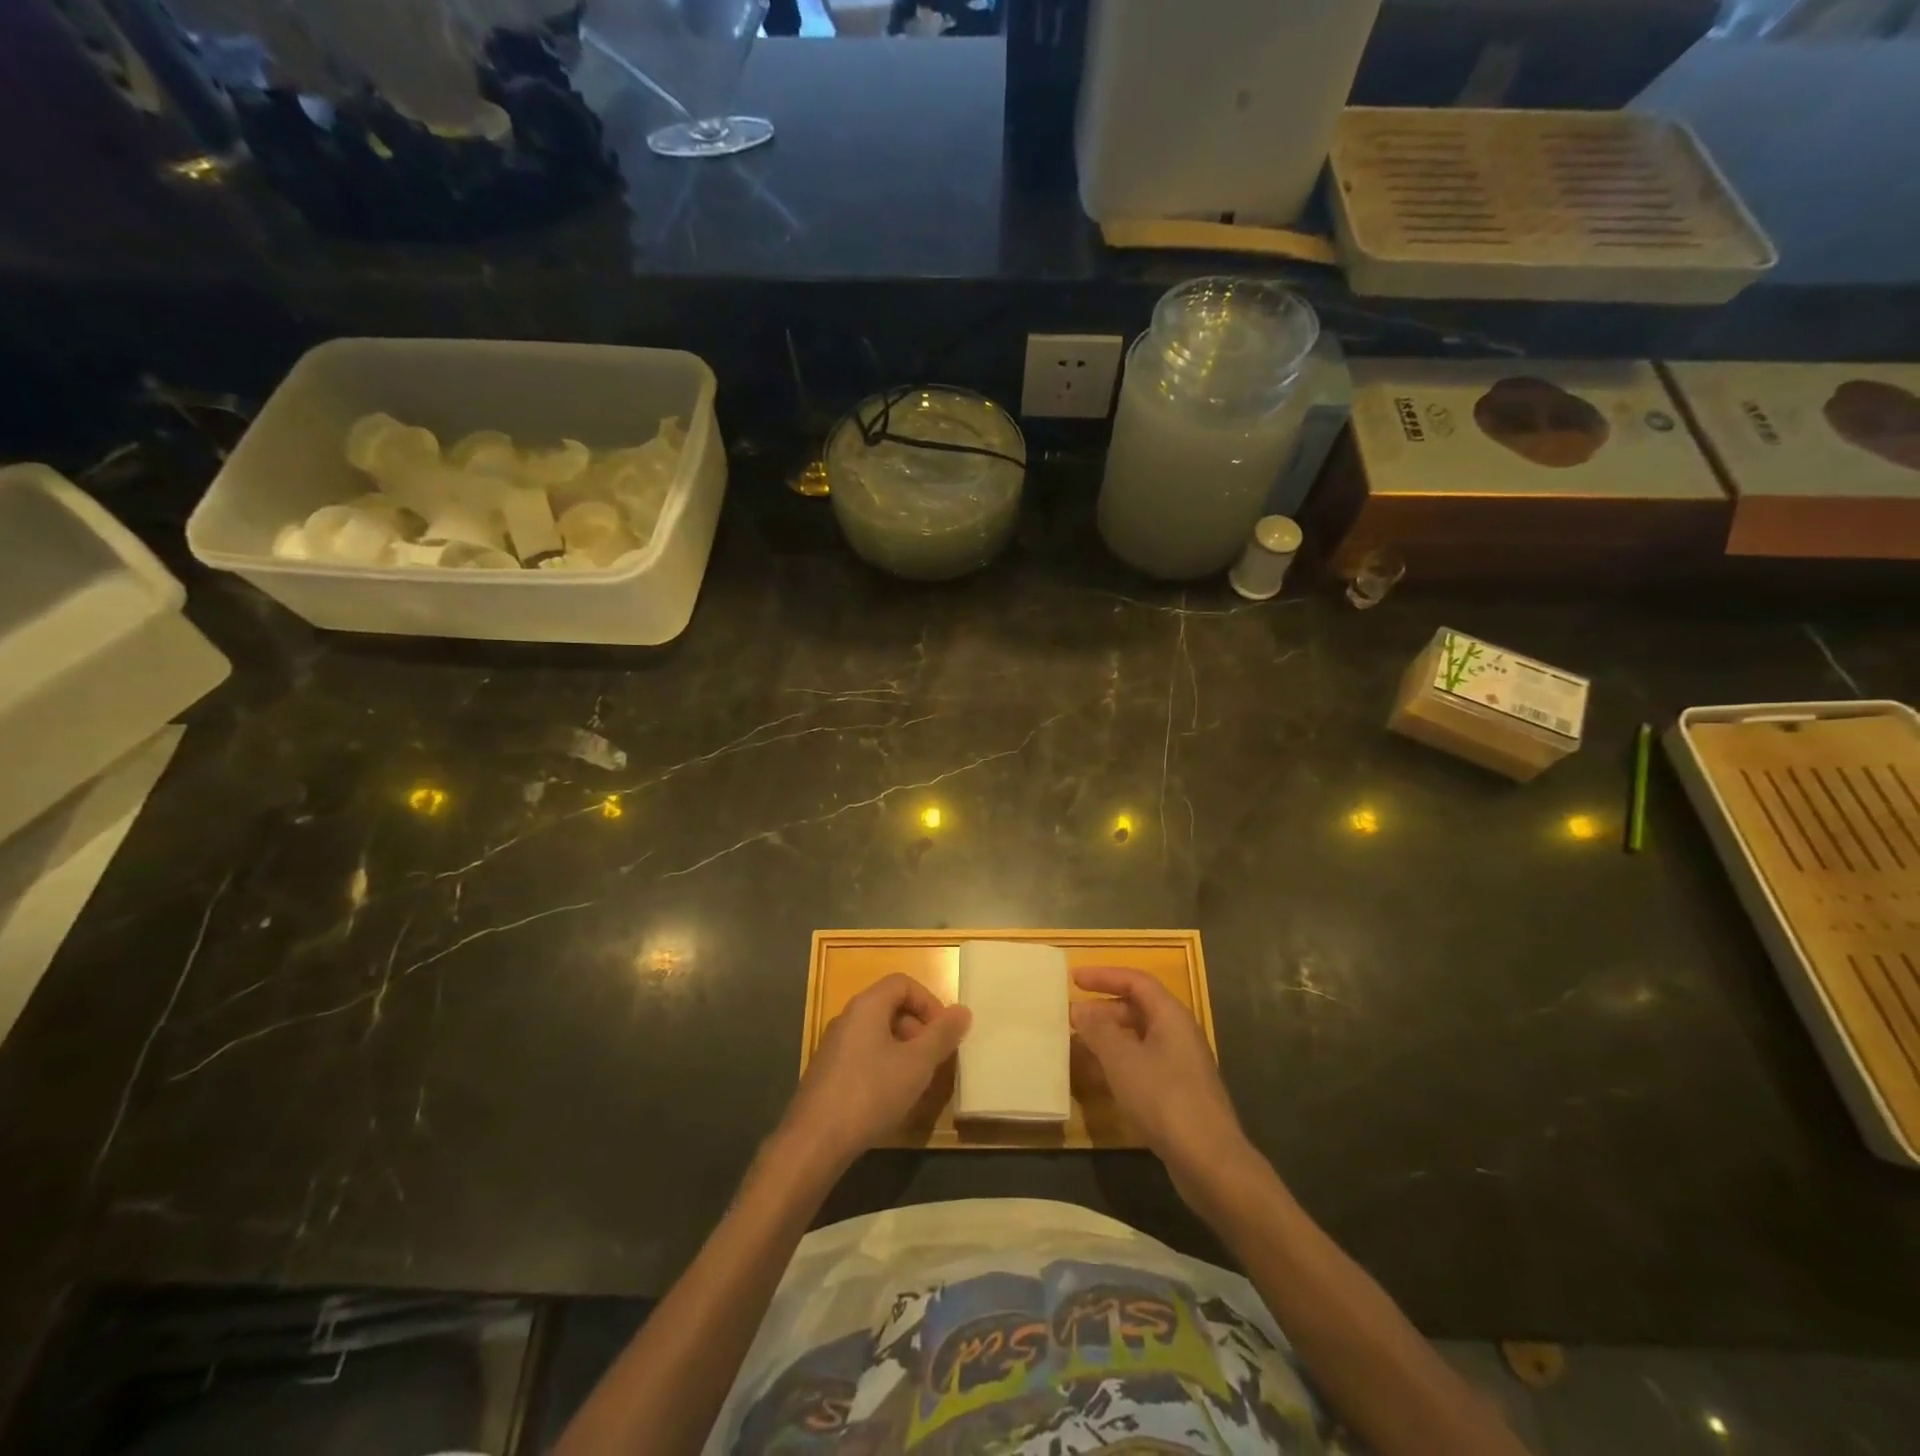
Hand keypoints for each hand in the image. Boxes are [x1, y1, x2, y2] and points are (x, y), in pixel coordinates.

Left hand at [781, 974, 970, 1168]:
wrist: (815, 1141)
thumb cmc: (871, 1092)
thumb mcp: (917, 1064)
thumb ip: (942, 1035)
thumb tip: (963, 1010)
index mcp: (867, 1005)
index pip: (903, 983)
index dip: (929, 1001)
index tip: (943, 1032)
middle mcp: (847, 1017)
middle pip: (890, 1006)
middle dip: (918, 1028)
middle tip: (934, 1059)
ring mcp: (833, 1045)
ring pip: (877, 1033)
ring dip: (903, 1050)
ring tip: (917, 1081)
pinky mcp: (827, 1072)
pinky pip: (863, 1055)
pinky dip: (883, 1066)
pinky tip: (890, 1098)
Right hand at [1072, 966, 1250, 1188]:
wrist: (1210, 1162)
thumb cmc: (1164, 1099)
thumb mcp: (1122, 1060)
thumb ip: (1098, 1030)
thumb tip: (1080, 1009)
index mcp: (1171, 1016)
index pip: (1136, 981)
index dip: (1104, 976)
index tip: (1073, 979)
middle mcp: (1178, 1034)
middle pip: (1137, 1009)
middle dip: (1102, 1010)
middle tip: (1071, 1017)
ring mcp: (1180, 1065)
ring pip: (1137, 1039)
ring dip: (1107, 1039)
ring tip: (1076, 1046)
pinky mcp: (1177, 1093)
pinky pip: (1142, 1065)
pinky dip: (1117, 1064)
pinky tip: (1096, 1079)